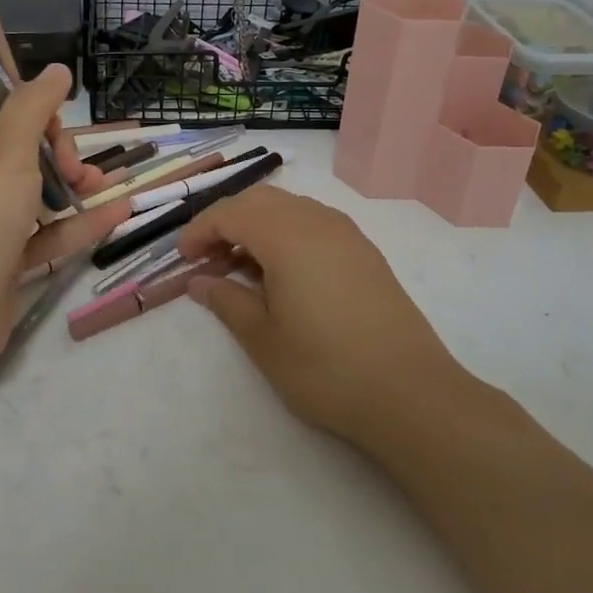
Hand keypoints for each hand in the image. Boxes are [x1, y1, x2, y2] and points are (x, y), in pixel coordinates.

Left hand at [0, 65, 129, 402]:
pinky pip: (41, 230)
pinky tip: (119, 212)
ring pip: (31, 188)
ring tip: (103, 186)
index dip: (22, 101)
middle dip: (55, 149)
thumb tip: (56, 69)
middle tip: (73, 165)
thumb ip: (32, 108)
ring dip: (71, 184)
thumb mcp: (4, 156)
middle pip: (14, 144)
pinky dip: (74, 222)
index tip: (54, 113)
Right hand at [174, 187, 462, 440]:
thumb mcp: (263, 339)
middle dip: (226, 221)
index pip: (230, 212)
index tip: (183, 258)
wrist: (409, 392)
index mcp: (286, 235)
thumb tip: (199, 282)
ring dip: (257, 225)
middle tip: (207, 259)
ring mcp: (346, 233)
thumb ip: (226, 301)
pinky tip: (283, 271)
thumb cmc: (325, 367)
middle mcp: (317, 220)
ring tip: (241, 266)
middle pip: (259, 200)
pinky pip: (314, 222)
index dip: (200, 230)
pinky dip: (286, 233)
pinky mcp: (364, 251)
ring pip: (289, 207)